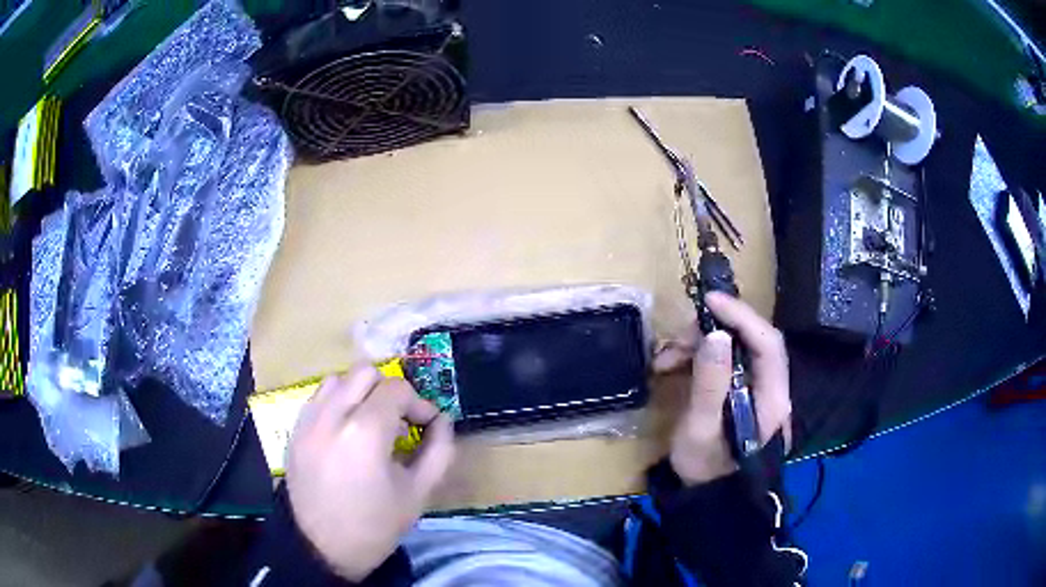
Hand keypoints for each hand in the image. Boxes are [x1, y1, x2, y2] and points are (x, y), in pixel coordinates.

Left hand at [286, 365, 455, 580]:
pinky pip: (318, 397)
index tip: (426, 426)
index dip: (419, 403)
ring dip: (360, 393)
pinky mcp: (294, 429)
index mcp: (364, 432)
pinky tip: (346, 433)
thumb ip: (439, 450)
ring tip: (369, 424)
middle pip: (365, 372)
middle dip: (389, 391)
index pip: (397, 389)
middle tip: (398, 422)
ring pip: (338, 379)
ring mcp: (308, 420)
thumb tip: (442, 420)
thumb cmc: (375, 524)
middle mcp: (331, 415)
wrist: (322, 547)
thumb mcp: (419, 492)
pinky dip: (337, 403)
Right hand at [654, 292, 791, 484]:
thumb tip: (714, 334)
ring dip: (699, 345)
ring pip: (734, 350)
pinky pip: (723, 363)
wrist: (710, 500)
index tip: (709, 301)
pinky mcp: (740, 394)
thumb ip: (710, 384)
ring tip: (664, 359)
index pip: (767, 343)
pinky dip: (698, 358)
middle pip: (750, 341)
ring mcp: (756, 391)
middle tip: (676, 340)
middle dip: (712, 331)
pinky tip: (672, 366)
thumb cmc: (706, 470)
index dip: (741, 316)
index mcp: (772, 398)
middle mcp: (771, 389)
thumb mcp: (701, 429)